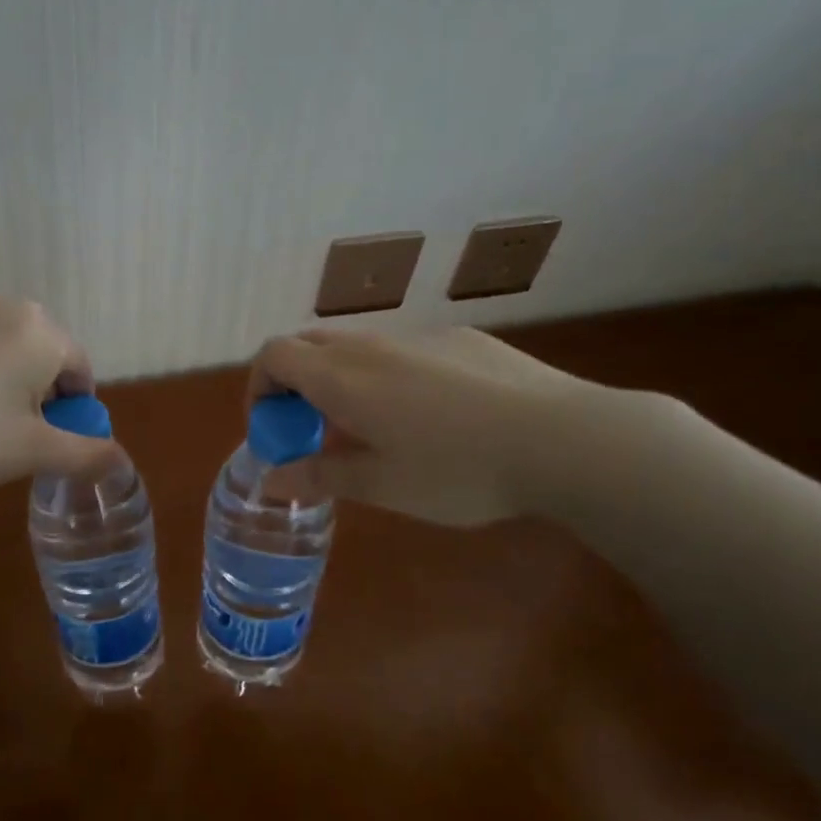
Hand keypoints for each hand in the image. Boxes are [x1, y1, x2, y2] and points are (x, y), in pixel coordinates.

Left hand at [0, 293, 118, 503]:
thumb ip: (86, 454)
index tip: (54, 438)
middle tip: (14, 431)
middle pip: (38, 348)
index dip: (74, 406)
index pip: (77, 365)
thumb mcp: (32, 453)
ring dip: (1, 374)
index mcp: (37, 330)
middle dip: (38, 386)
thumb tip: (122, 461)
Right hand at [250, 326, 607, 527]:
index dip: (259, 387)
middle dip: (294, 382)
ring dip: (341, 378)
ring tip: (373, 427)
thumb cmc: (457, 469)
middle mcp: (371, 345)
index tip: (271, 427)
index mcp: (341, 377)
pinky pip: (402, 349)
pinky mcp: (459, 338)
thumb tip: (271, 479)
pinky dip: (387, 373)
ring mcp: (418, 336)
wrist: (561, 438)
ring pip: (357, 346)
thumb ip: (319, 476)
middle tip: (312, 429)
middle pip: (309, 344)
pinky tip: (432, 415)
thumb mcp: (381, 485)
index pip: (274, 355)